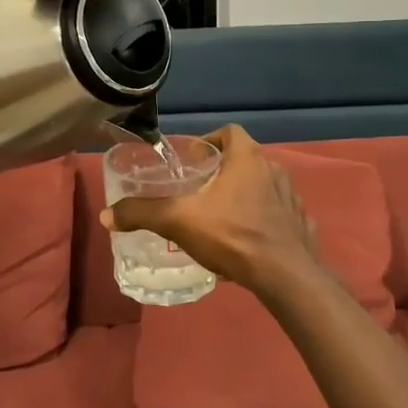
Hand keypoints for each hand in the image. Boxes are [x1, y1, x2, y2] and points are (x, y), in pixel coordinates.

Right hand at [102, 125, 320, 295]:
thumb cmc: (233, 235)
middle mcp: (274, 170)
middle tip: (199, 191)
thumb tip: (106, 215)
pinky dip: (262, 220)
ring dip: (243, 195)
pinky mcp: (301, 225)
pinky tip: (246, 240)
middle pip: (245, 159)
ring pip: (263, 186)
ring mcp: (292, 198)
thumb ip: (142, 213)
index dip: (210, 139)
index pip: (230, 131)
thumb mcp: (179, 221)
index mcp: (248, 158)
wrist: (286, 276)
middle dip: (222, 171)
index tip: (193, 159)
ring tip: (220, 217)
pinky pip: (278, 214)